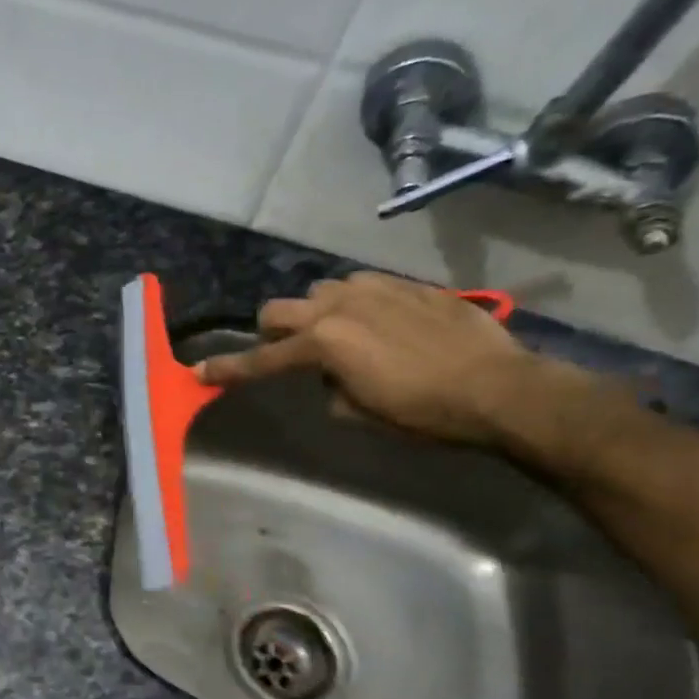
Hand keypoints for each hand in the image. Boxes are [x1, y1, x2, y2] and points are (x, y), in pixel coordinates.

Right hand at [195, 272, 555, 445]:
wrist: (499, 386)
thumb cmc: (423, 412)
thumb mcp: (361, 413)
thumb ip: (330, 389)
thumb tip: (330, 378)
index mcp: (323, 344)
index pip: (261, 360)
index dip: (228, 370)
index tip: (199, 373)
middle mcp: (339, 308)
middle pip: (278, 310)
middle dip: (272, 332)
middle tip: (288, 353)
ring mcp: (374, 290)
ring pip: (320, 291)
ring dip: (316, 313)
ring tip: (340, 335)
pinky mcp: (406, 284)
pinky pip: (362, 285)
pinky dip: (356, 303)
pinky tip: (379, 322)